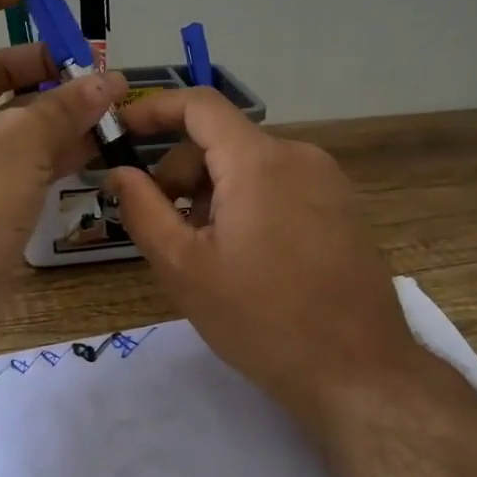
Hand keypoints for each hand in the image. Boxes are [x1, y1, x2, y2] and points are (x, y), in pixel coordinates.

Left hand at [0, 0, 127, 342]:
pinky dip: (59, 144)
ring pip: (18, 112)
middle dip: (48, 62)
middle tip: (97, 71)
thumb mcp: (21, 141)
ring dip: (62, 106)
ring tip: (111, 107)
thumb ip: (68, 106)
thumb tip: (110, 82)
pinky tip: (101, 146)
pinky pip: (26, 152)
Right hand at [105, 90, 429, 424]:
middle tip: (166, 229)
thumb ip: (143, 209)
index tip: (123, 134)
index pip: (199, 104)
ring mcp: (328, 181)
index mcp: (258, 160)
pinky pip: (281, 185)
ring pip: (250, 166)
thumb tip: (119, 172)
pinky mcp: (343, 207)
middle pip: (223, 141)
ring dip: (215, 194)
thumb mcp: (184, 267)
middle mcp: (298, 155)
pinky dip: (249, 203)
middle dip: (182, 174)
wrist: (357, 372)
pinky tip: (247, 258)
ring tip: (207, 253)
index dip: (154, 110)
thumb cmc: (260, 318)